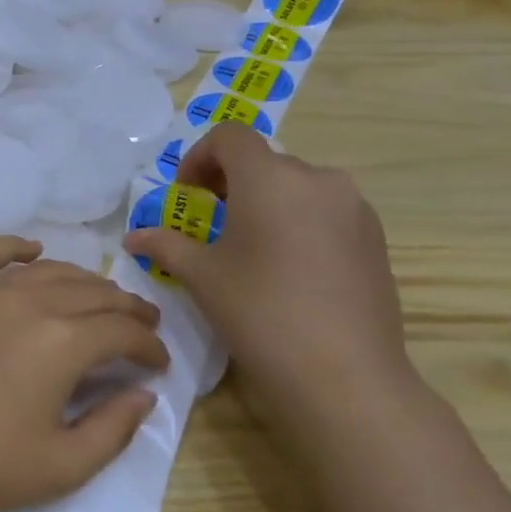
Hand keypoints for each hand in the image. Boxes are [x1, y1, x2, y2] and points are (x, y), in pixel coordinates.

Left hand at [0, 237, 169, 511]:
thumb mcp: (62, 466)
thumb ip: (113, 430)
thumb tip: (143, 396)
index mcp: (63, 342)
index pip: (122, 333)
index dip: (149, 347)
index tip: (159, 365)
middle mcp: (29, 303)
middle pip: (92, 294)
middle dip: (126, 309)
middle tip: (141, 326)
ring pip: (48, 272)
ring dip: (84, 281)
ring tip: (101, 296)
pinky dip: (15, 247)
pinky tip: (32, 250)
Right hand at [123, 124, 413, 421]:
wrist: (342, 373)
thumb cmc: (259, 311)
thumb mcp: (201, 276)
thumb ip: (165, 245)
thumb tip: (134, 237)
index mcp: (270, 178)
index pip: (229, 137)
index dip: (199, 157)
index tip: (187, 194)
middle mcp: (318, 179)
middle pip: (264, 160)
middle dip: (231, 182)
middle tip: (210, 220)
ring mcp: (354, 207)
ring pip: (297, 185)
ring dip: (266, 200)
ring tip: (249, 245)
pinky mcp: (376, 237)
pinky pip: (326, 210)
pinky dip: (298, 220)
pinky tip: (287, 266)